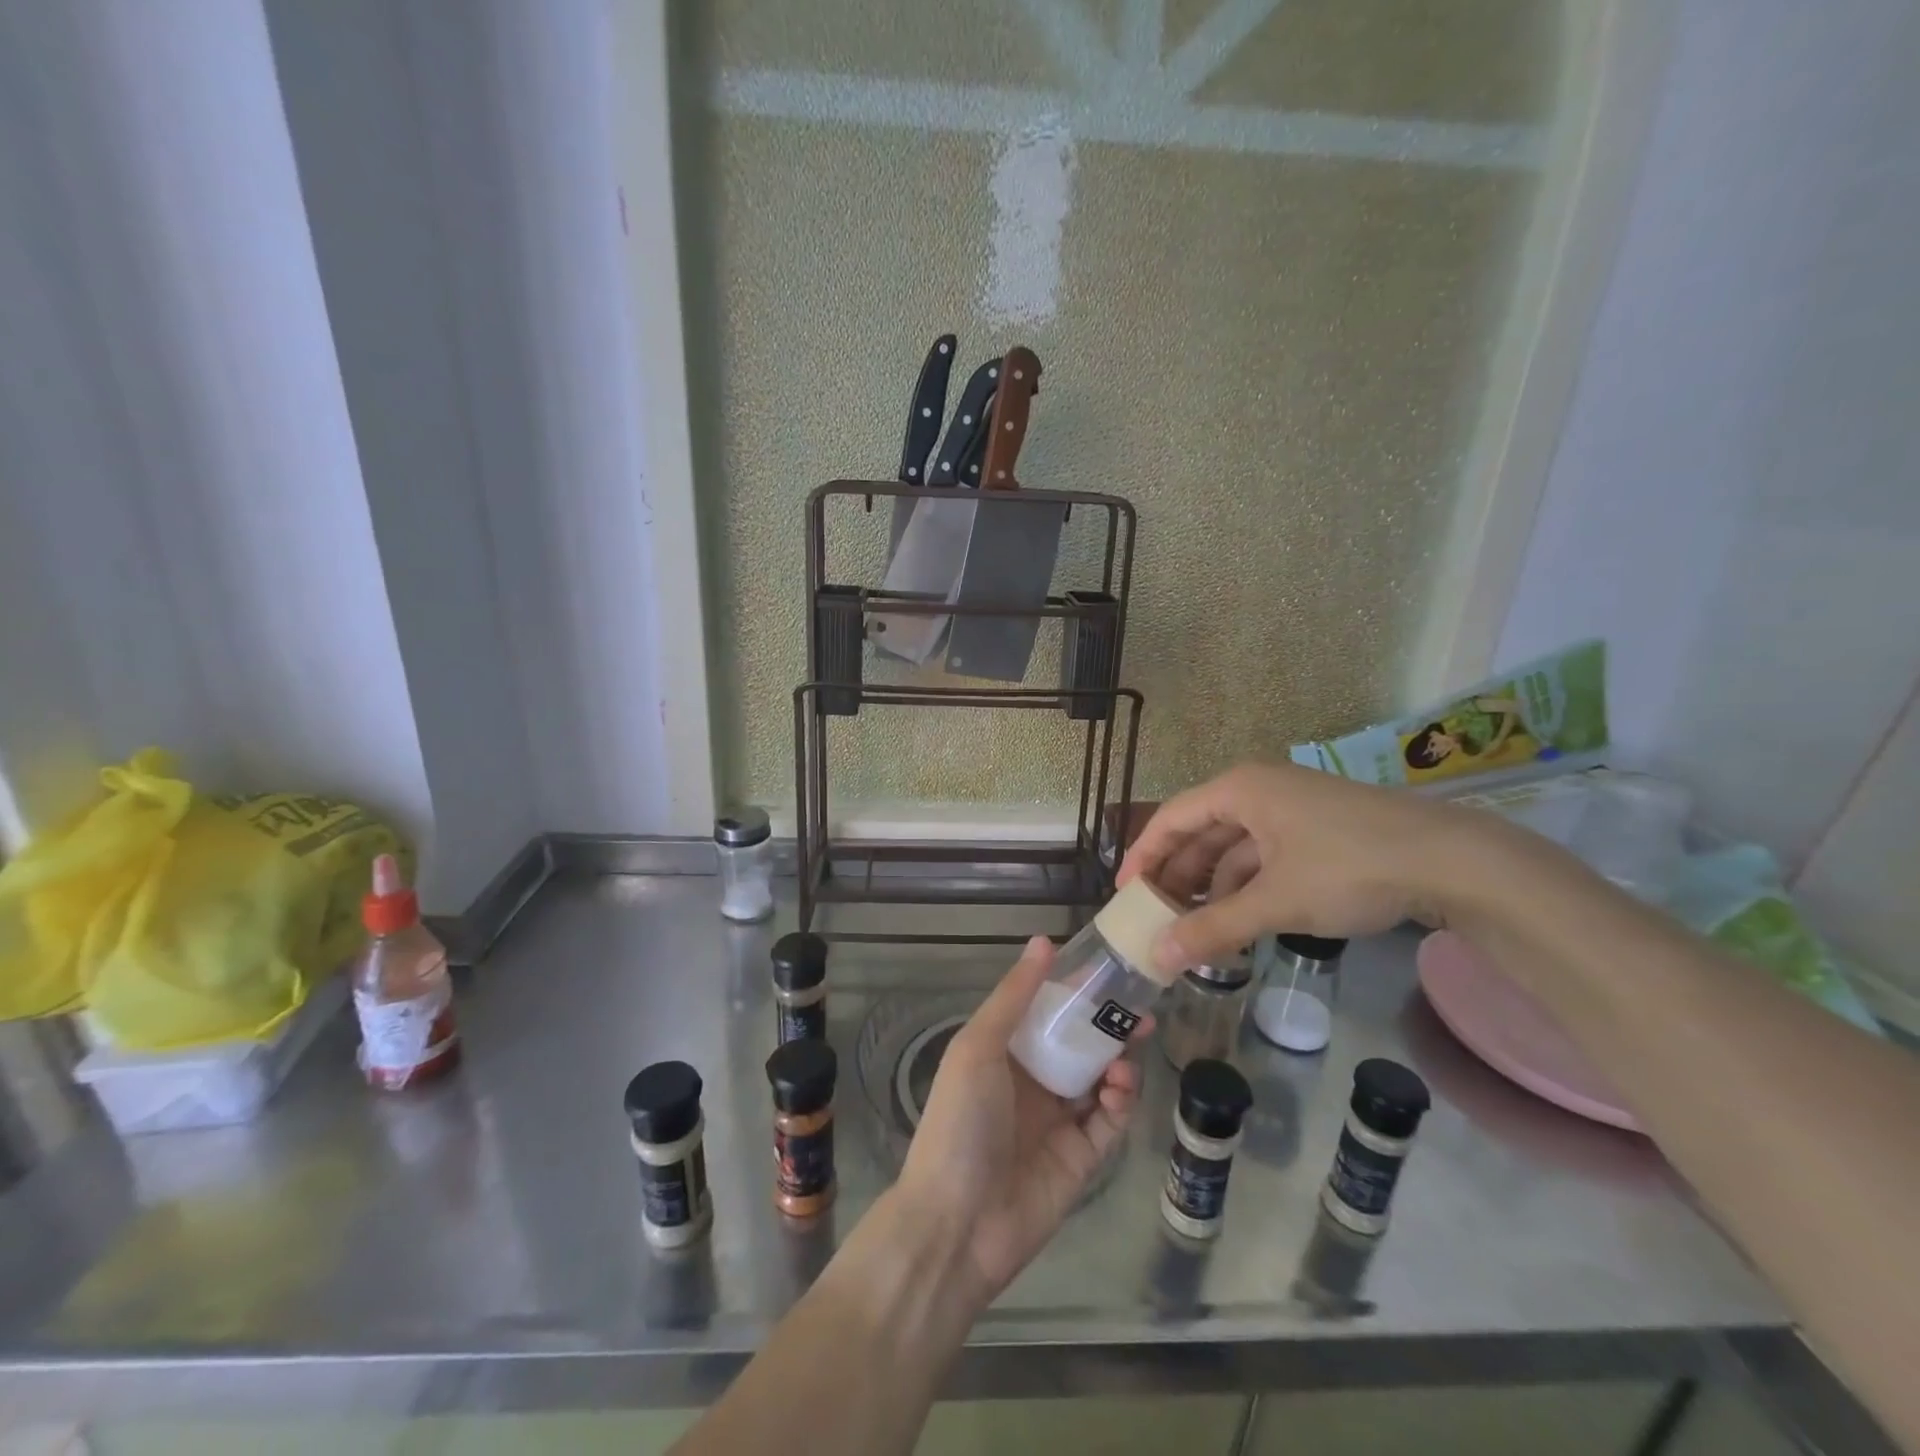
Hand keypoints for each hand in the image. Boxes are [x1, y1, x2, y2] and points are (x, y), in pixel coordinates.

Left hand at [897, 936, 1146, 1305]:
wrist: (956, 1224)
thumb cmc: (960, 1122)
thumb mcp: (978, 1048)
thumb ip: (1014, 997)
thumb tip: (1043, 941)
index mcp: (1004, 1052)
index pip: (1046, 1012)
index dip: (1076, 991)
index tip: (1109, 970)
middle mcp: (1032, 1082)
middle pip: (1079, 1044)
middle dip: (1109, 1026)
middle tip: (1141, 1010)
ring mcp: (1057, 1121)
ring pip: (1099, 1079)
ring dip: (1118, 1061)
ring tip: (1129, 1052)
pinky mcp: (1081, 1158)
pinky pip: (1109, 1122)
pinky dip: (1121, 1101)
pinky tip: (1119, 1088)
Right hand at [1118, 761, 1483, 972]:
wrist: (1454, 861)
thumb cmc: (1349, 868)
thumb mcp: (1276, 902)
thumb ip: (1214, 928)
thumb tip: (1158, 957)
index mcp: (1240, 790)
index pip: (1171, 818)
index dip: (1143, 856)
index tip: (1125, 894)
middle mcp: (1259, 790)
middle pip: (1200, 832)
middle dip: (1177, 876)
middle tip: (1155, 916)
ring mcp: (1291, 809)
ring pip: (1233, 847)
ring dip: (1212, 885)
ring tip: (1192, 926)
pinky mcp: (1317, 831)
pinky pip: (1264, 855)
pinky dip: (1246, 886)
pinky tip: (1240, 919)